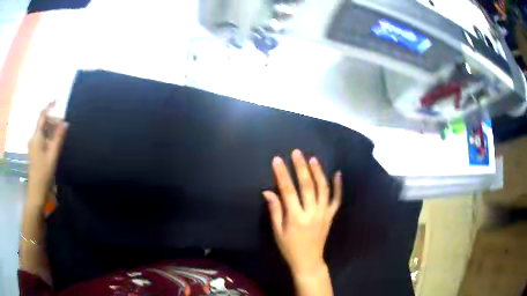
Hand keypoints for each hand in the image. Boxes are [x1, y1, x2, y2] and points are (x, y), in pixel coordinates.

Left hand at [27, 102, 67, 206]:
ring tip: (61, 135)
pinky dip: (48, 137)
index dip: (49, 107)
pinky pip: (42, 139)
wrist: (36, 193)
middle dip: (53, 122)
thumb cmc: (44, 174)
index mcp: (36, 137)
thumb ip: (58, 138)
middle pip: (43, 124)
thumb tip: (65, 123)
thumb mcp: (52, 156)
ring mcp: (33, 146)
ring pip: (43, 131)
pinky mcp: (34, 152)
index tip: (56, 100)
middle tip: (64, 127)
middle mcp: (33, 138)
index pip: (42, 117)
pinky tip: (54, 144)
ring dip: (51, 130)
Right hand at [263, 149, 341, 275]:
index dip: (282, 174)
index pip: (288, 191)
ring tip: (313, 159)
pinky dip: (338, 186)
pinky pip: (337, 199)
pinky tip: (337, 173)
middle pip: (307, 186)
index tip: (277, 160)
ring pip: (323, 189)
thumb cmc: (289, 248)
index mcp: (296, 218)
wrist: (308, 261)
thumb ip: (275, 211)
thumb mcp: (277, 232)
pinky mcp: (331, 216)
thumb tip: (267, 191)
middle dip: (301, 167)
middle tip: (296, 153)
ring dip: (318, 172)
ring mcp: (324, 213)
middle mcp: (312, 213)